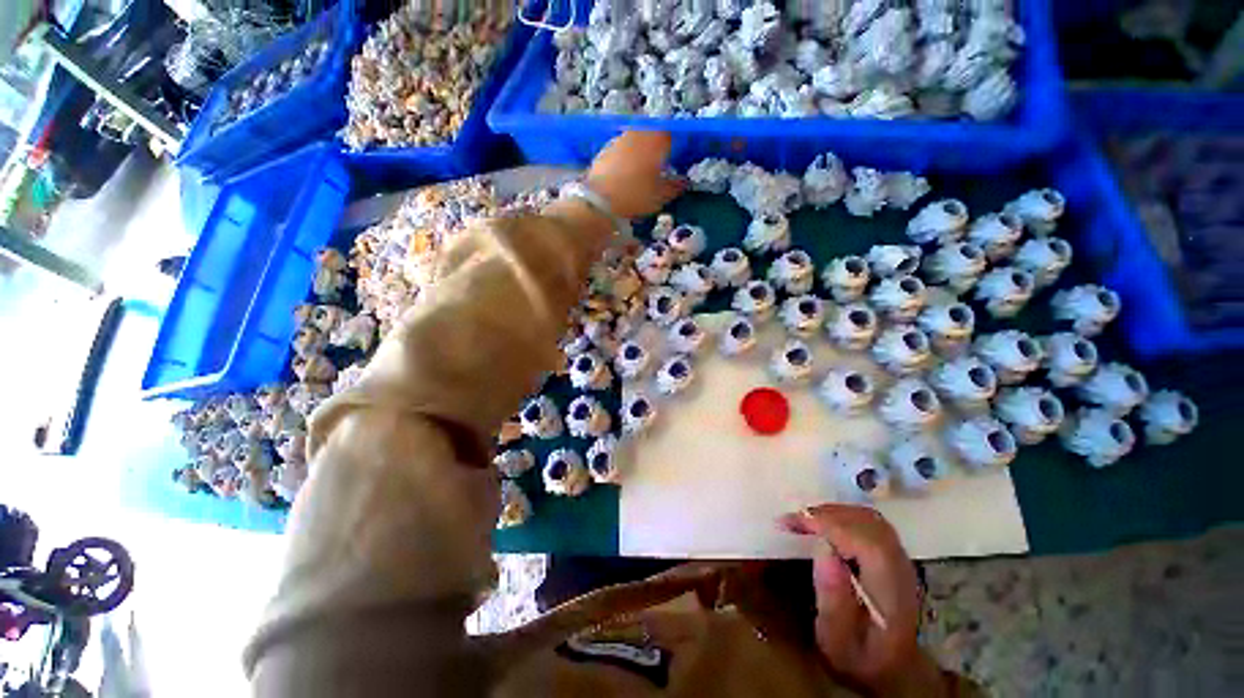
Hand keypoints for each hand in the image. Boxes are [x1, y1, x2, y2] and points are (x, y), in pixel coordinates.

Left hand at [585, 131, 683, 219]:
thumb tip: (684, 181)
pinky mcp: (604, 150)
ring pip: (636, 142)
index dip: (676, 148)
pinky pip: (622, 151)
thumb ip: (675, 186)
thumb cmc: (636, 196)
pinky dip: (626, 159)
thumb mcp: (661, 196)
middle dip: (658, 149)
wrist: (599, 201)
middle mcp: (638, 133)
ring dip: (641, 153)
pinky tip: (626, 175)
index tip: (678, 161)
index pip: (672, 136)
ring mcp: (619, 139)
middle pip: (652, 136)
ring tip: (643, 172)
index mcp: (656, 140)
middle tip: (661, 166)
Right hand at [779, 505, 944, 696]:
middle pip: (868, 523)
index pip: (868, 542)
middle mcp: (901, 570)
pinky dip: (842, 515)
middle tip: (791, 521)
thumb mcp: (838, 644)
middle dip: (825, 515)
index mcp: (891, 594)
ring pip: (869, 518)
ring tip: (803, 521)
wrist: (893, 671)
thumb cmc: (859, 660)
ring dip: (833, 513)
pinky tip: (823, 524)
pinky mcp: (894, 555)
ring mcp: (901, 560)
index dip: (828, 524)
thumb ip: (833, 602)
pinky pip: (868, 522)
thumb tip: (824, 550)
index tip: (792, 524)